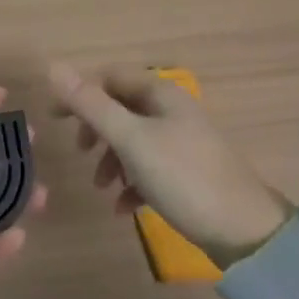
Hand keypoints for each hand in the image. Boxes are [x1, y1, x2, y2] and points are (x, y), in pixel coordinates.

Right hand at [49, 62, 291, 266]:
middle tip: (80, 152)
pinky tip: (125, 209)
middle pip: (120, 109)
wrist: (245, 231)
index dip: (79, 94)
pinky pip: (149, 169)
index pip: (109, 78)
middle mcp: (172, 111)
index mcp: (160, 93)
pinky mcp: (188, 173)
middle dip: (96, 130)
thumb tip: (54, 67)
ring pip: (133, 140)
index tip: (53, 119)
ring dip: (111, 160)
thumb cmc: (182, 176)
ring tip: (102, 188)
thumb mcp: (131, 139)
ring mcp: (182, 142)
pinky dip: (131, 183)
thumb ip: (91, 104)